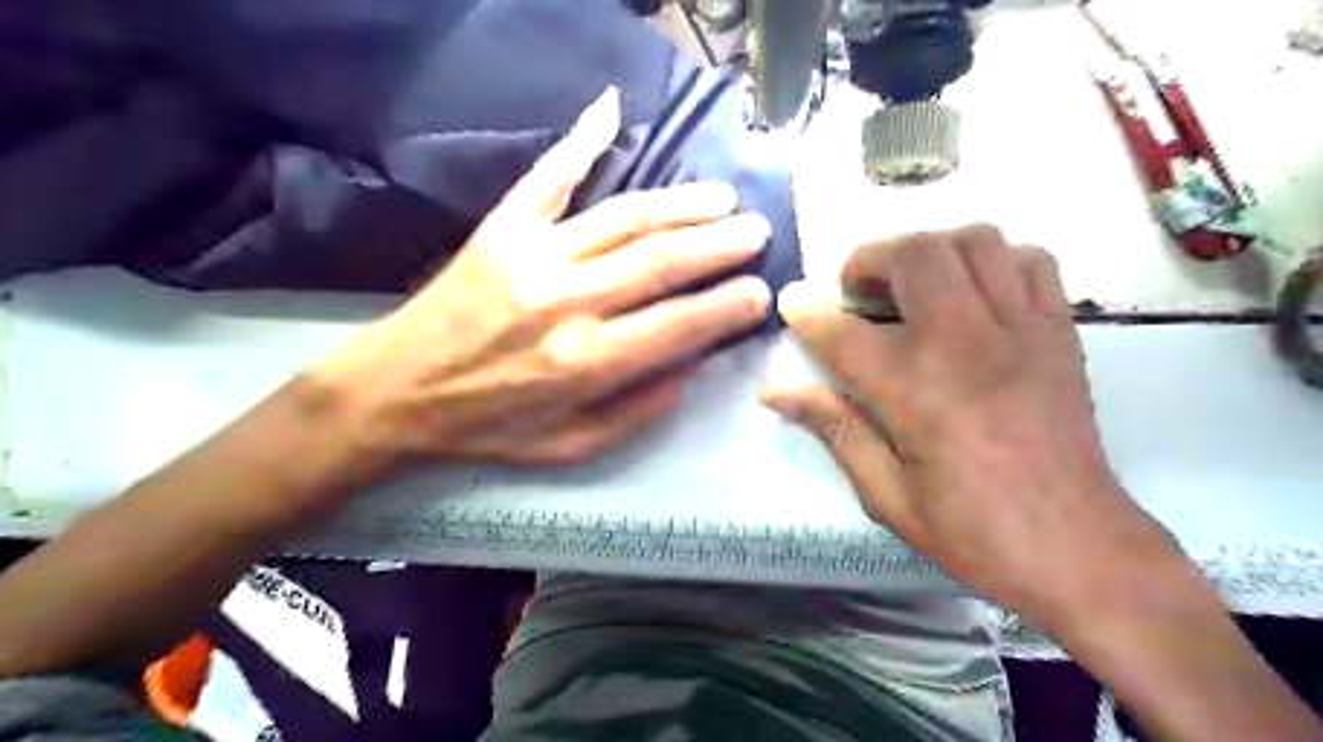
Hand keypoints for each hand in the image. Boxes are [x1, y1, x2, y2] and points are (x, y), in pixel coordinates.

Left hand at [313, 87, 777, 469]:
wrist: (396, 391)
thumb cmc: (489, 426)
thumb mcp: (571, 446)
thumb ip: (638, 409)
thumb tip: (693, 365)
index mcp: (586, 361)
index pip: (680, 324)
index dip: (729, 306)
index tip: (761, 292)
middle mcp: (567, 301)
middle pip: (662, 259)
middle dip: (721, 244)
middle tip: (757, 232)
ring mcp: (533, 255)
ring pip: (626, 216)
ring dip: (683, 203)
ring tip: (722, 198)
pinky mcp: (502, 228)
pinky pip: (549, 175)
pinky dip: (581, 138)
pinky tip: (611, 110)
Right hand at [761, 227, 1183, 624]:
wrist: (1079, 549)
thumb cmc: (973, 531)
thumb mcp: (886, 494)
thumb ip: (834, 428)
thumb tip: (777, 392)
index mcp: (916, 391)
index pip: (844, 332)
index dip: (808, 313)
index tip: (792, 303)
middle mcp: (967, 344)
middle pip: (916, 255)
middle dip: (871, 258)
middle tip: (857, 292)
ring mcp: (1022, 330)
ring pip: (975, 241)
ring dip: (931, 251)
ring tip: (912, 285)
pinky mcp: (1060, 332)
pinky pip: (1030, 261)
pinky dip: (993, 261)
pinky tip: (973, 294)